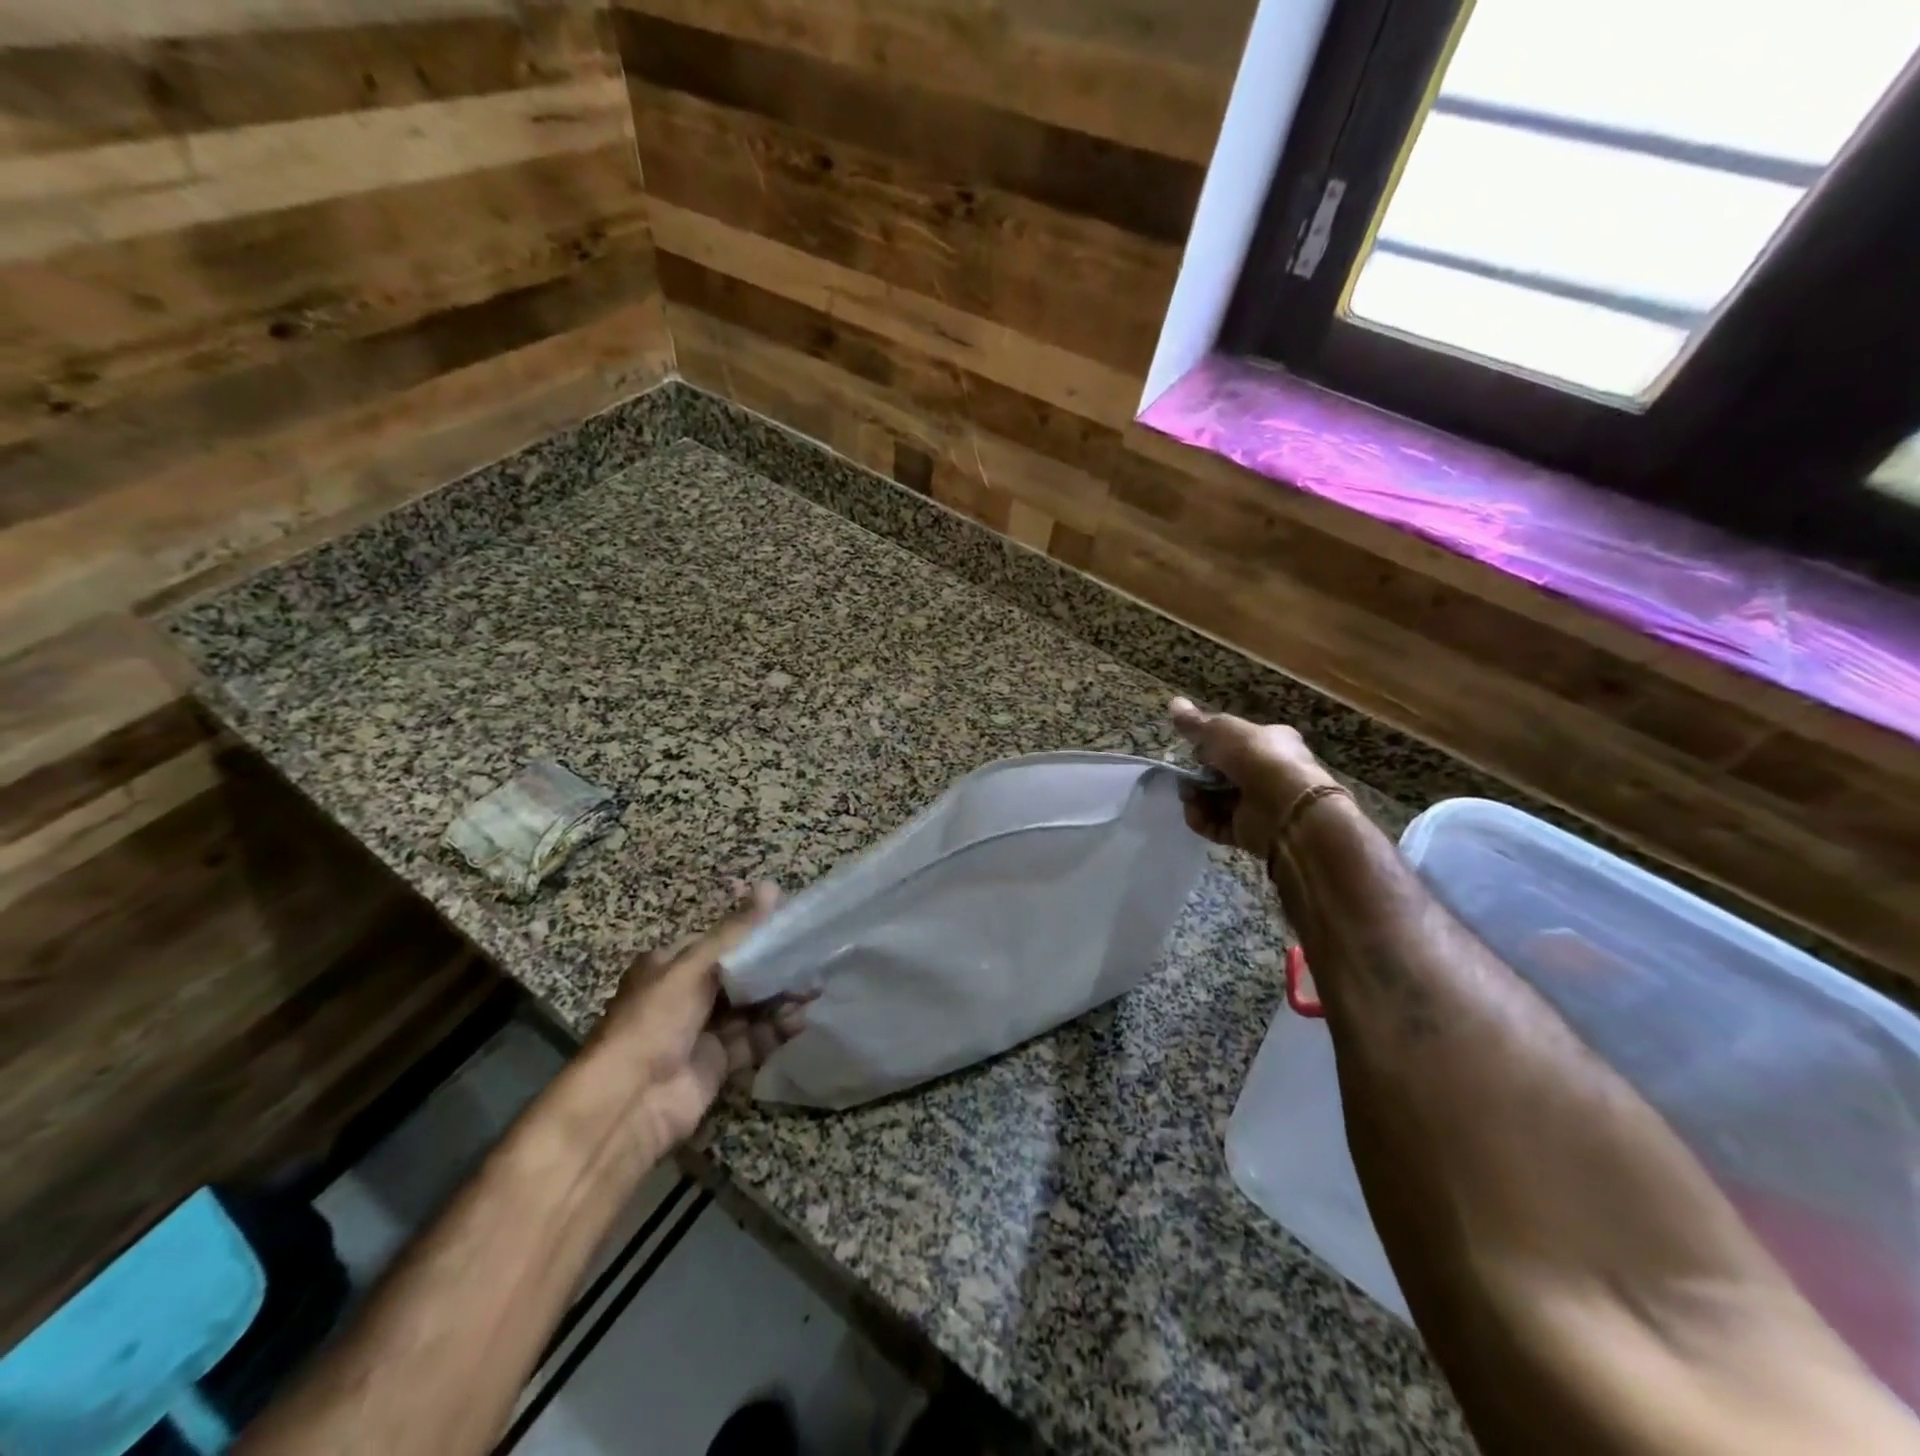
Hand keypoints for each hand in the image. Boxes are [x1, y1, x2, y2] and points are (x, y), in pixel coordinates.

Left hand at [590, 882, 809, 1157]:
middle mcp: (686, 995)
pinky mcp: (717, 1064)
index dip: (756, 934)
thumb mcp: (694, 967)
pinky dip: (776, 1030)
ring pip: (750, 1008)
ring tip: (814, 990)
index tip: (792, 928)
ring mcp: (702, 1031)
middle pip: (740, 976)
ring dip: (780, 1000)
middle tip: (812, 962)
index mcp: (671, 966)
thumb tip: (771, 886)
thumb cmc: (655, 1020)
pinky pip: (753, 1040)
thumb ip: (736, 932)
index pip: (721, 942)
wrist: (627, 1103)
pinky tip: (801, 1020)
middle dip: (774, 970)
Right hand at [1169, 697, 1341, 861]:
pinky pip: (1217, 824)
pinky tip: (1194, 813)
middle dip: (1197, 775)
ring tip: (1188, 796)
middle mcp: (1266, 772)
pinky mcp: (1248, 831)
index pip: (1235, 741)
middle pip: (1221, 773)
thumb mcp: (1222, 730)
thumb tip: (1173, 702)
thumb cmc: (1257, 758)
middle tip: (1185, 777)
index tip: (1192, 748)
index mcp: (1269, 742)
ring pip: (1215, 799)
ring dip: (1196, 797)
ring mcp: (1258, 804)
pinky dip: (1202, 819)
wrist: (1285, 806)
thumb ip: (1196, 722)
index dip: (1210, 744)